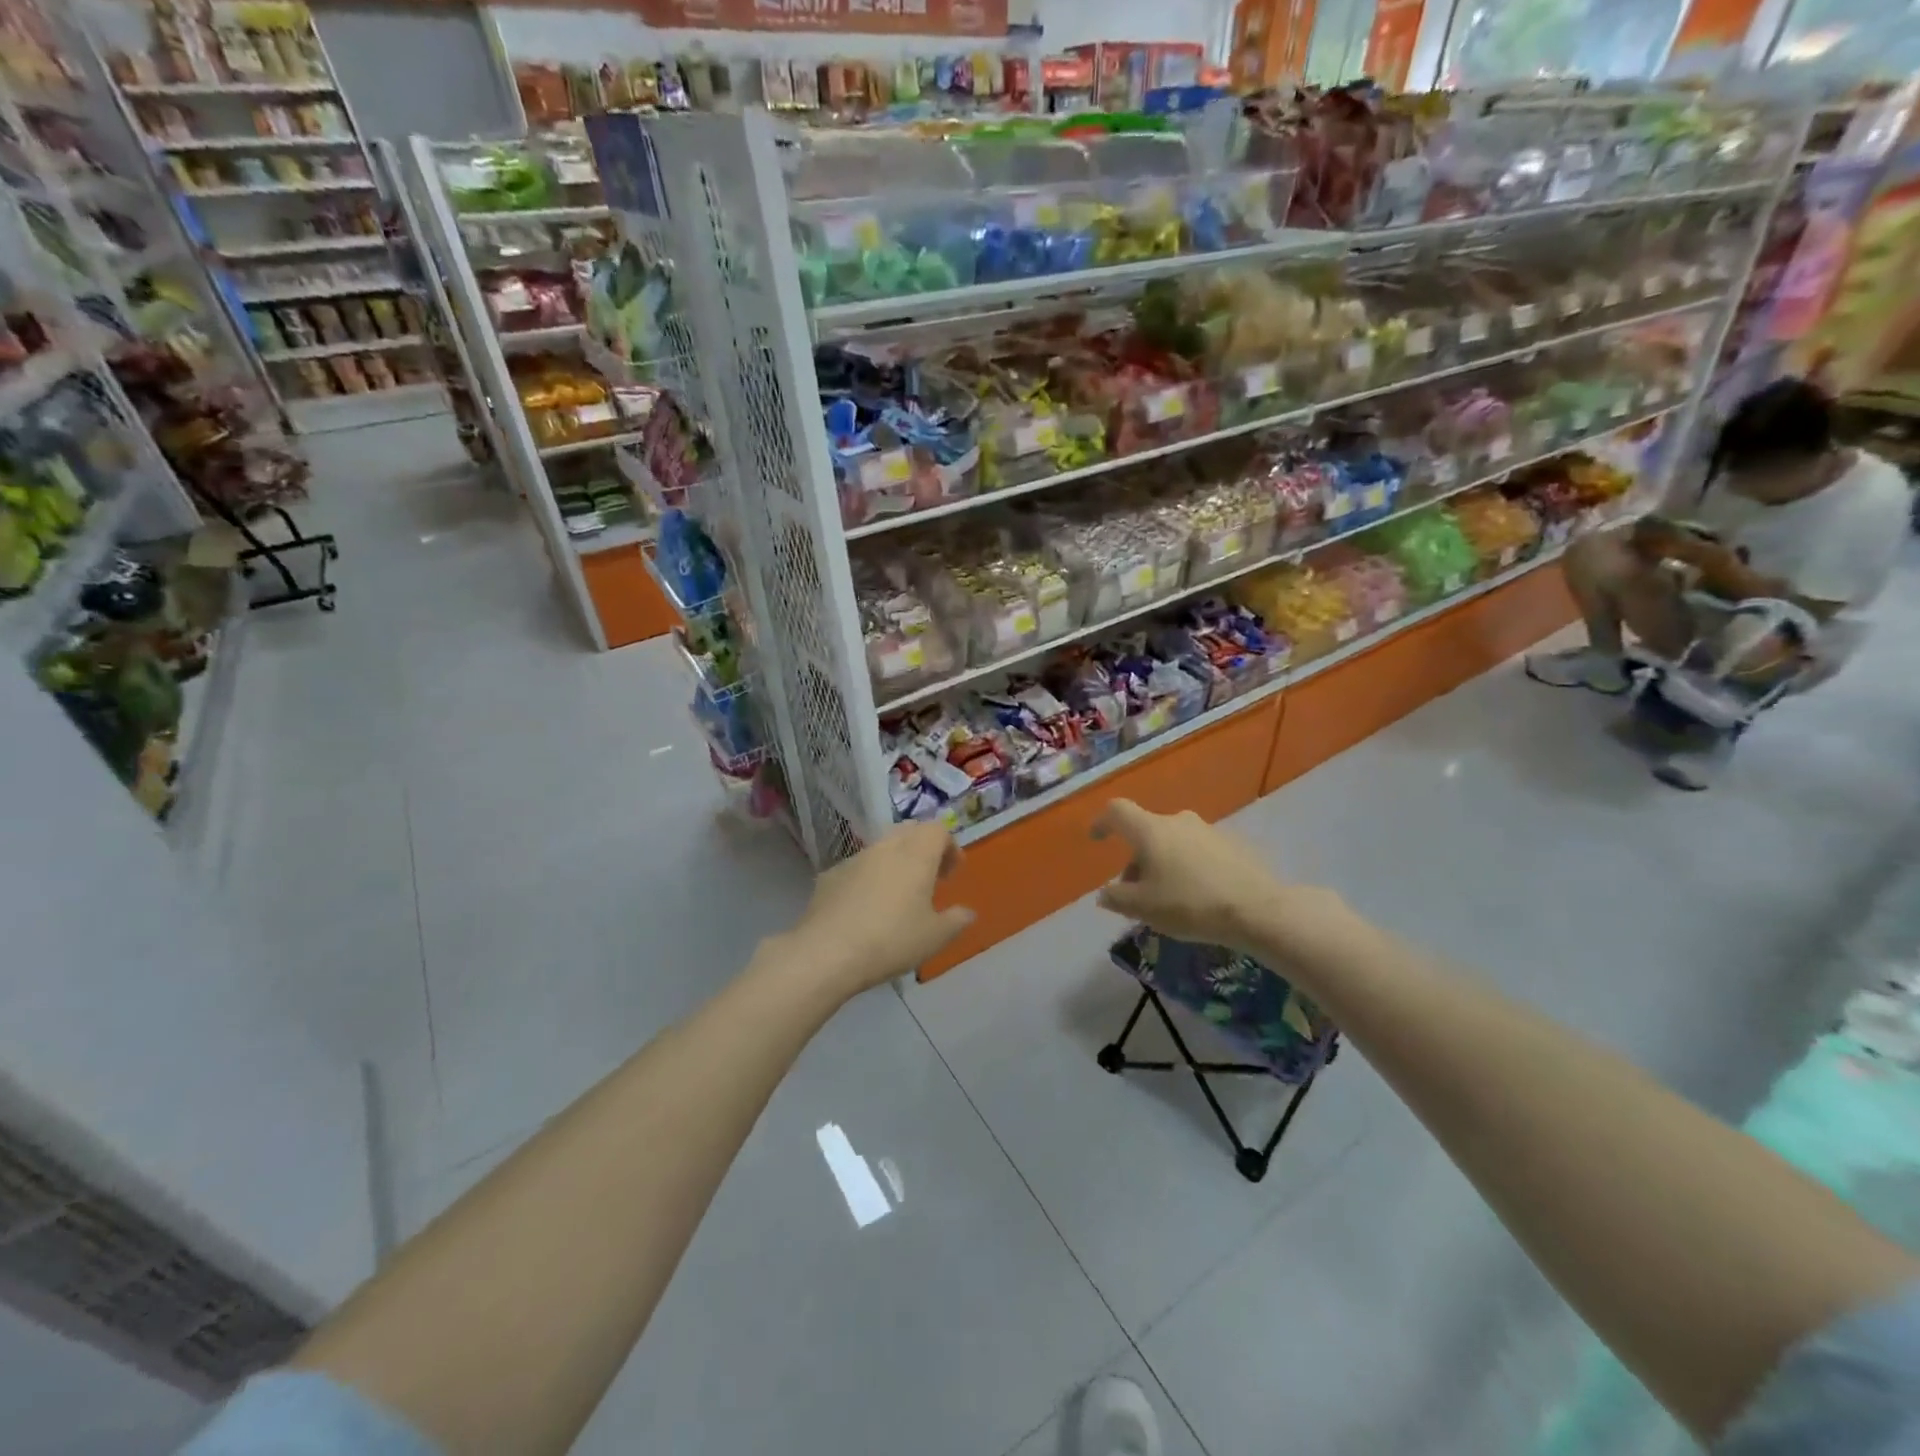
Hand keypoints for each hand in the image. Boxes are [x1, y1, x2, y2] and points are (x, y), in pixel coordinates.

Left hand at [782, 822, 974, 995]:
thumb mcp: (934, 938)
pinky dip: (869, 877)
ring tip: (897, 895)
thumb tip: (967, 912)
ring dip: (895, 861)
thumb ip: (956, 921)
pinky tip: (865, 908)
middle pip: (909, 831)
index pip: (938, 830)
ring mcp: (854, 858)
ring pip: (881, 847)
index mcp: (916, 855)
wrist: (827, 952)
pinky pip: (858, 867)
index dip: (949, 846)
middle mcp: (886, 847)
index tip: (951, 873)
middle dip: (923, 848)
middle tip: (928, 878)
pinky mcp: (830, 875)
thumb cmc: (891, 940)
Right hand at [1091, 799, 1299, 952]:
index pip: (1117, 811)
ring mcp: (1207, 830)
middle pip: (1145, 832)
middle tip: (1135, 892)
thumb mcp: (1143, 908)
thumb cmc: (1190, 904)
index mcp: (1150, 830)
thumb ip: (1116, 898)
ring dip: (1162, 863)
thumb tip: (1105, 893)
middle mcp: (1177, 821)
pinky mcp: (1231, 844)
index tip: (1096, 839)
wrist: (1258, 909)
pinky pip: (1196, 851)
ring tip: (1166, 898)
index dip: (1102, 821)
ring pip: (1172, 842)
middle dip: (1135, 858)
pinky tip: (1196, 895)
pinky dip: (1187, 867)